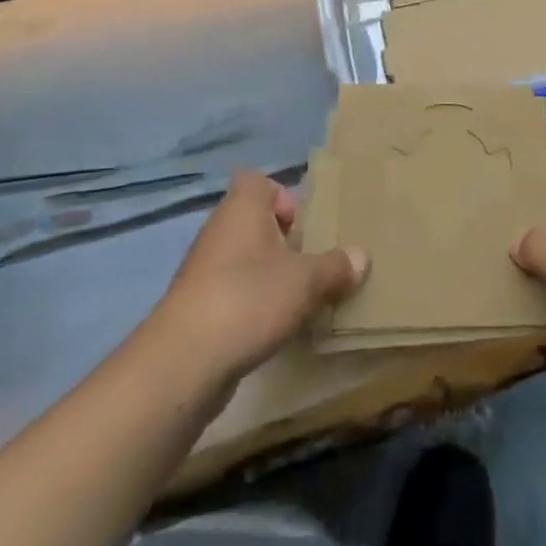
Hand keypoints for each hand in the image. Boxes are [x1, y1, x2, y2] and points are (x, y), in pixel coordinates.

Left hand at [152, 172, 368, 382]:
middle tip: (308, 265)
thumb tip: (362, 257)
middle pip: (253, 222)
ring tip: (295, 300)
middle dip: (281, 242)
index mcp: (243, 207)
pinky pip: (230, 292)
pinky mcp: (194, 308)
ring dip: (267, 276)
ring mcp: (202, 270)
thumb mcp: (306, 281)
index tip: (302, 226)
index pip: (258, 182)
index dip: (282, 197)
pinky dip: (249, 305)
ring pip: (242, 259)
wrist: (183, 363)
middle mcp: (219, 230)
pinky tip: (269, 329)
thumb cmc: (249, 299)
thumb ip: (335, 266)